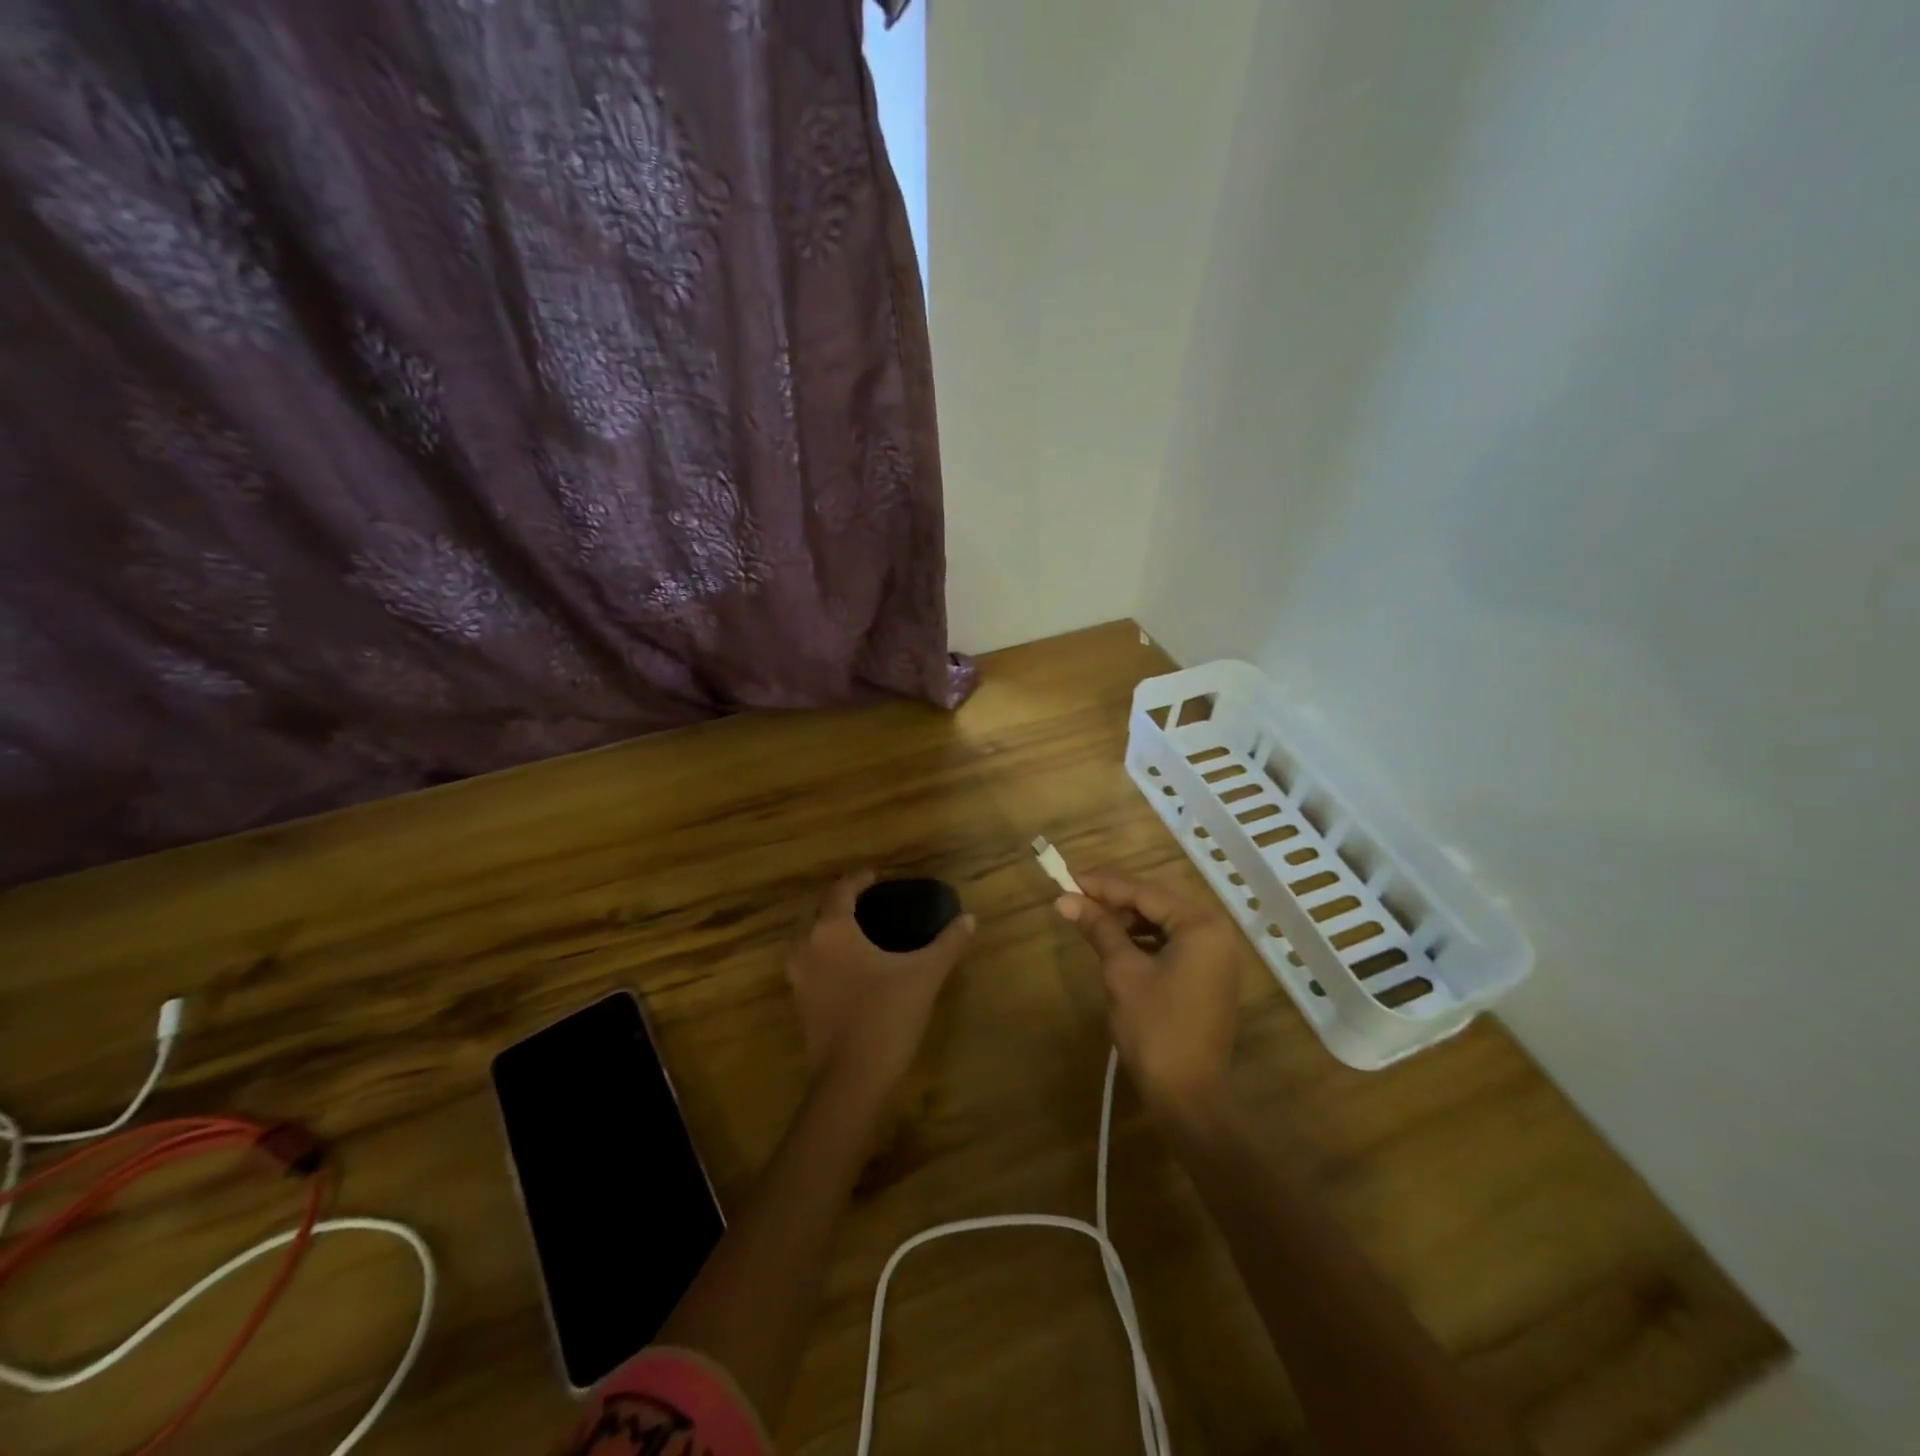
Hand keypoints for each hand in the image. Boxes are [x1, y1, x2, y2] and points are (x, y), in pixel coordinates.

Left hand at [785, 870, 975, 1102]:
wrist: (851, 1081)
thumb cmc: (886, 1017)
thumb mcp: (924, 975)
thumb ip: (947, 943)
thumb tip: (968, 918)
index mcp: (832, 930)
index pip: (842, 890)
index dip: (861, 879)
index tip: (879, 876)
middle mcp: (807, 946)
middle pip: (821, 910)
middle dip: (843, 901)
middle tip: (873, 901)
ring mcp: (799, 977)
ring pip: (811, 937)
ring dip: (831, 927)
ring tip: (862, 930)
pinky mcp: (800, 1002)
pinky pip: (811, 962)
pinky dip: (827, 953)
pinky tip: (852, 965)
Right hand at [1055, 871, 1245, 1118]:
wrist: (1188, 1096)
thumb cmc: (1155, 1028)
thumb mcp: (1122, 972)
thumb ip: (1099, 928)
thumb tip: (1065, 899)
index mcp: (1201, 925)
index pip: (1145, 891)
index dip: (1104, 885)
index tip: (1068, 879)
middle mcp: (1216, 932)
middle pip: (1157, 902)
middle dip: (1115, 899)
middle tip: (1075, 896)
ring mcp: (1215, 956)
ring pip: (1163, 922)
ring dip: (1127, 919)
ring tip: (1089, 919)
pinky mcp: (1208, 976)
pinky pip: (1172, 943)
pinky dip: (1142, 940)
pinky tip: (1115, 942)